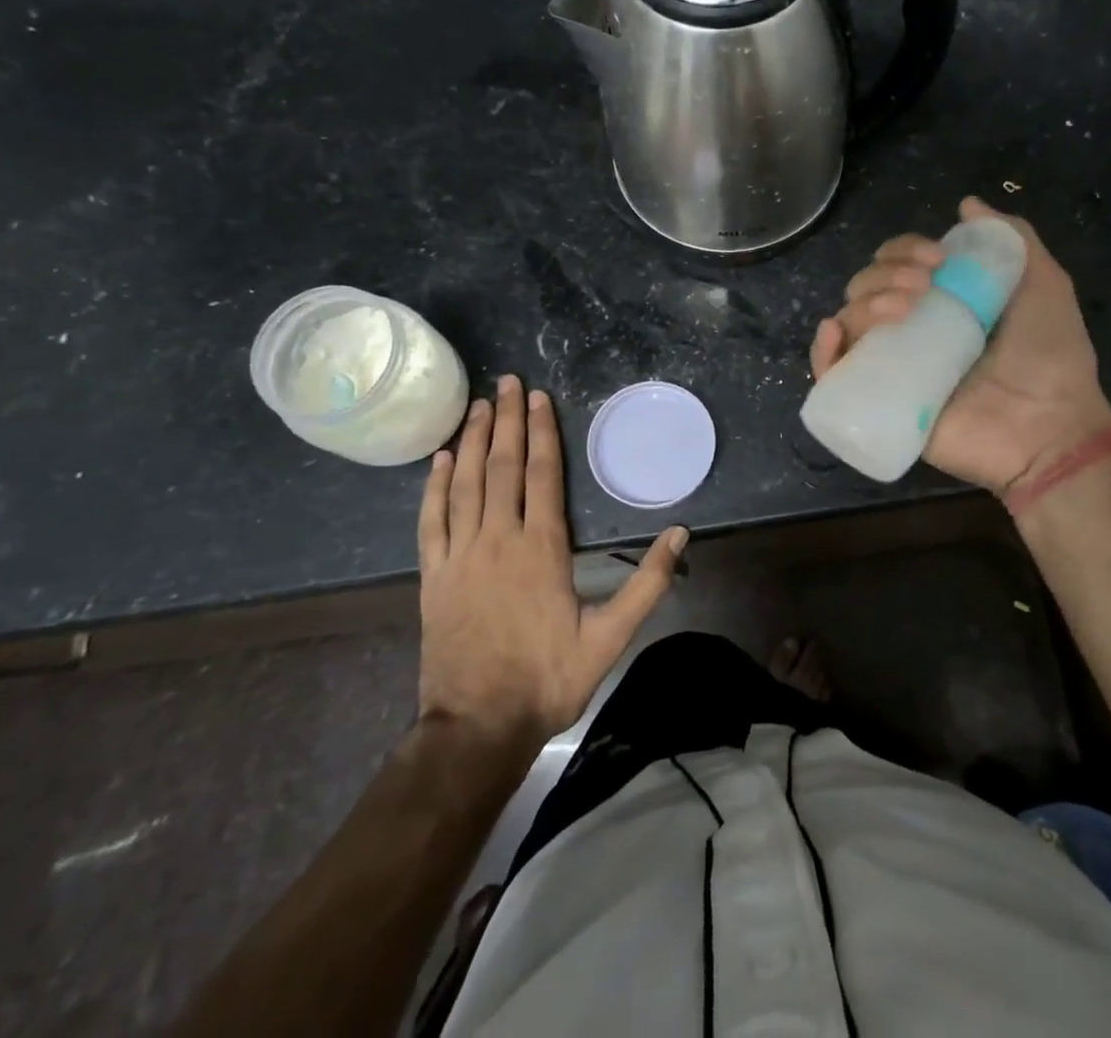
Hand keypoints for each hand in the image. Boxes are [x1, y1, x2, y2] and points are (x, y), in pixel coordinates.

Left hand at [415, 375, 685, 744]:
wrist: (477, 727)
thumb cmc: (547, 678)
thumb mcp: (610, 637)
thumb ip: (648, 583)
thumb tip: (679, 533)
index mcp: (541, 548)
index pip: (542, 474)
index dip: (541, 432)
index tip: (539, 398)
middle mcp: (498, 539)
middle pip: (503, 467)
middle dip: (506, 421)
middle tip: (507, 383)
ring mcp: (460, 556)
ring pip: (465, 484)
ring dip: (473, 441)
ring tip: (479, 407)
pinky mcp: (433, 576)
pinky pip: (431, 520)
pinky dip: (434, 486)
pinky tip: (441, 459)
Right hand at [810, 197, 1110, 497]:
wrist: (1050, 427)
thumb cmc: (1051, 356)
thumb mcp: (1043, 283)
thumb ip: (1011, 239)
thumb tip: (968, 204)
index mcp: (942, 303)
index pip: (897, 265)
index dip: (905, 250)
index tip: (937, 257)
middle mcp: (912, 331)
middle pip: (866, 288)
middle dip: (885, 274)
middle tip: (923, 286)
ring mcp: (893, 368)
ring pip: (850, 322)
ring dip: (864, 302)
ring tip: (903, 311)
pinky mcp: (881, 405)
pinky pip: (834, 377)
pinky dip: (822, 353)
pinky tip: (835, 333)